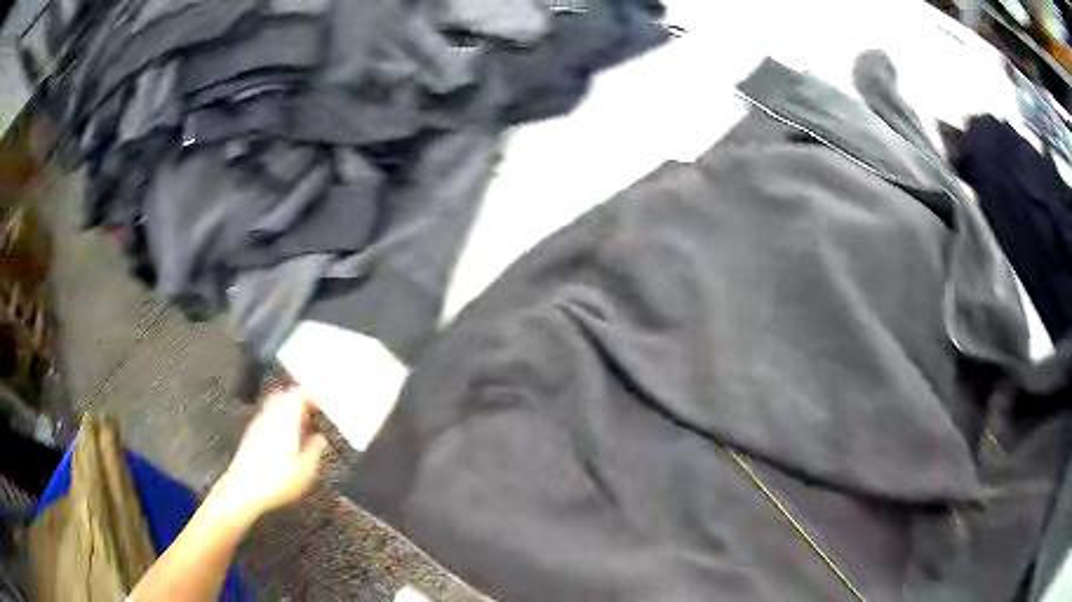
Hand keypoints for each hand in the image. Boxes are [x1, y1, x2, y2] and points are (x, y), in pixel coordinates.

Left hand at [210, 388, 328, 523]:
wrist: (244, 492)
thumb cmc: (274, 483)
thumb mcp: (306, 472)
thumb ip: (315, 451)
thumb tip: (320, 440)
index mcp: (286, 420)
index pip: (299, 393)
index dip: (313, 395)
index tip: (323, 401)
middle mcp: (270, 417)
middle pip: (285, 395)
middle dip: (300, 400)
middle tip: (313, 409)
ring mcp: (259, 424)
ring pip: (275, 405)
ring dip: (289, 409)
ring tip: (302, 423)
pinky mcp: (251, 435)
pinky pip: (268, 417)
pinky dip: (279, 419)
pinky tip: (285, 437)